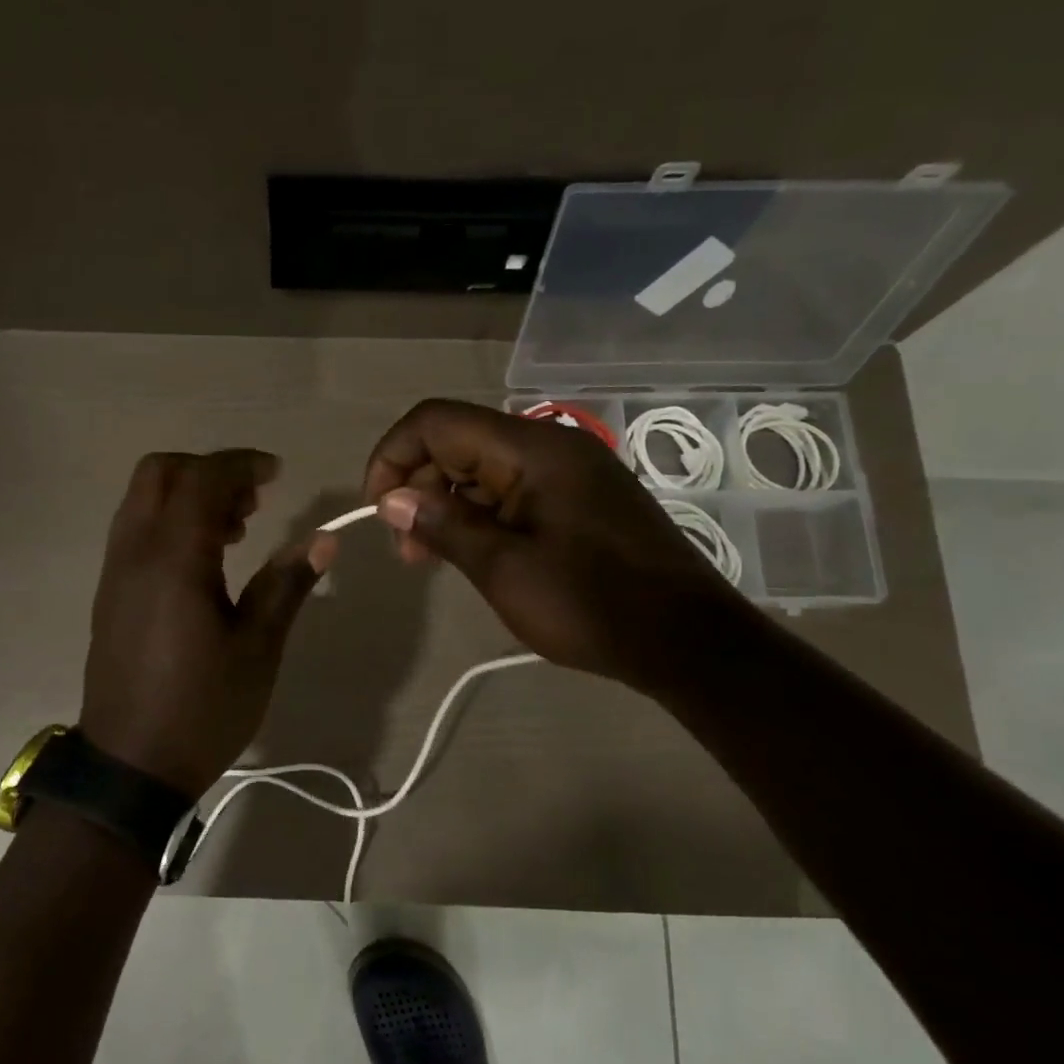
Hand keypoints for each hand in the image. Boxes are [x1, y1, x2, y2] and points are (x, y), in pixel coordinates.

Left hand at [80, 449, 336, 797]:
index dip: (242, 465)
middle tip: (252, 501)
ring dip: (187, 496)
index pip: (202, 479)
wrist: (131, 765)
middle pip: (159, 473)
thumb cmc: (203, 708)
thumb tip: (323, 538)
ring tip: (235, 531)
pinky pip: (135, 531)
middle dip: (208, 471)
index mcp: (173, 560)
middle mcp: (134, 552)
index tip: (277, 475)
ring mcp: (115, 572)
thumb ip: (286, 584)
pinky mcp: (109, 594)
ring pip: (142, 500)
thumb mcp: (257, 648)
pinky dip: (168, 522)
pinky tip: (204, 562)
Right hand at [363, 399, 745, 691]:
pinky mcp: (576, 499)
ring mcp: (567, 472)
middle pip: (456, 442)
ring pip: (480, 468)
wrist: (686, 642)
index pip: (437, 422)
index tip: (378, 509)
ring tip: (427, 557)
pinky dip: (476, 515)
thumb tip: (391, 497)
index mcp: (532, 450)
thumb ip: (443, 524)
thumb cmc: (590, 605)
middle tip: (407, 548)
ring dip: (443, 504)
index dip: (393, 456)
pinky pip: (509, 490)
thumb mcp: (504, 569)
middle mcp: (549, 447)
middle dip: (416, 486)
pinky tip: (467, 551)